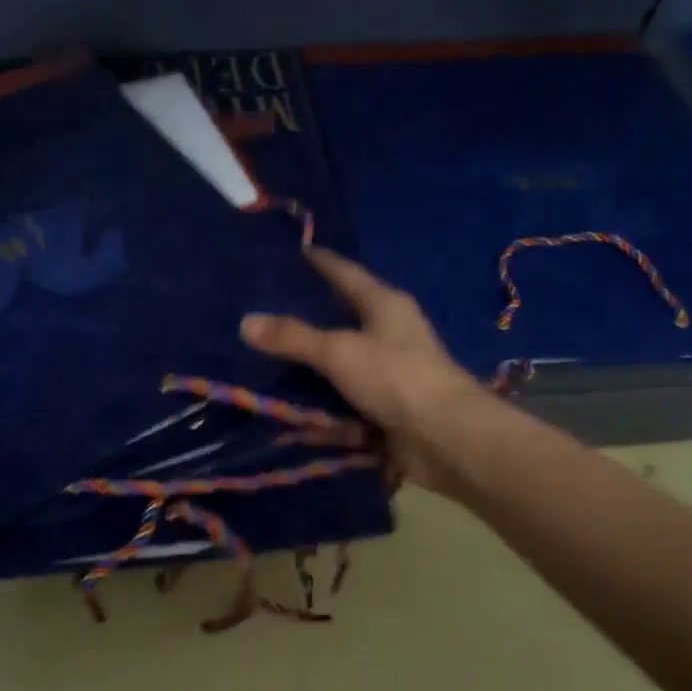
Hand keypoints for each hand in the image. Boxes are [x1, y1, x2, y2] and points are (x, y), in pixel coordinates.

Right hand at [241, 249, 496, 493]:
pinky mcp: (383, 411)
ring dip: (307, 371)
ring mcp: (387, 376)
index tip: (294, 251)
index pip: (345, 273)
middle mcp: (388, 335)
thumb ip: (292, 337)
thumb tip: (246, 322)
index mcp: (385, 306)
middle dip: (304, 319)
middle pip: (340, 320)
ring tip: (260, 363)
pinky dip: (318, 412)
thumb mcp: (339, 351)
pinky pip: (341, 406)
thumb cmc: (396, 378)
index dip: (320, 262)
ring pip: (337, 367)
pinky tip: (285, 415)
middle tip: (260, 311)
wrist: (445, 440)